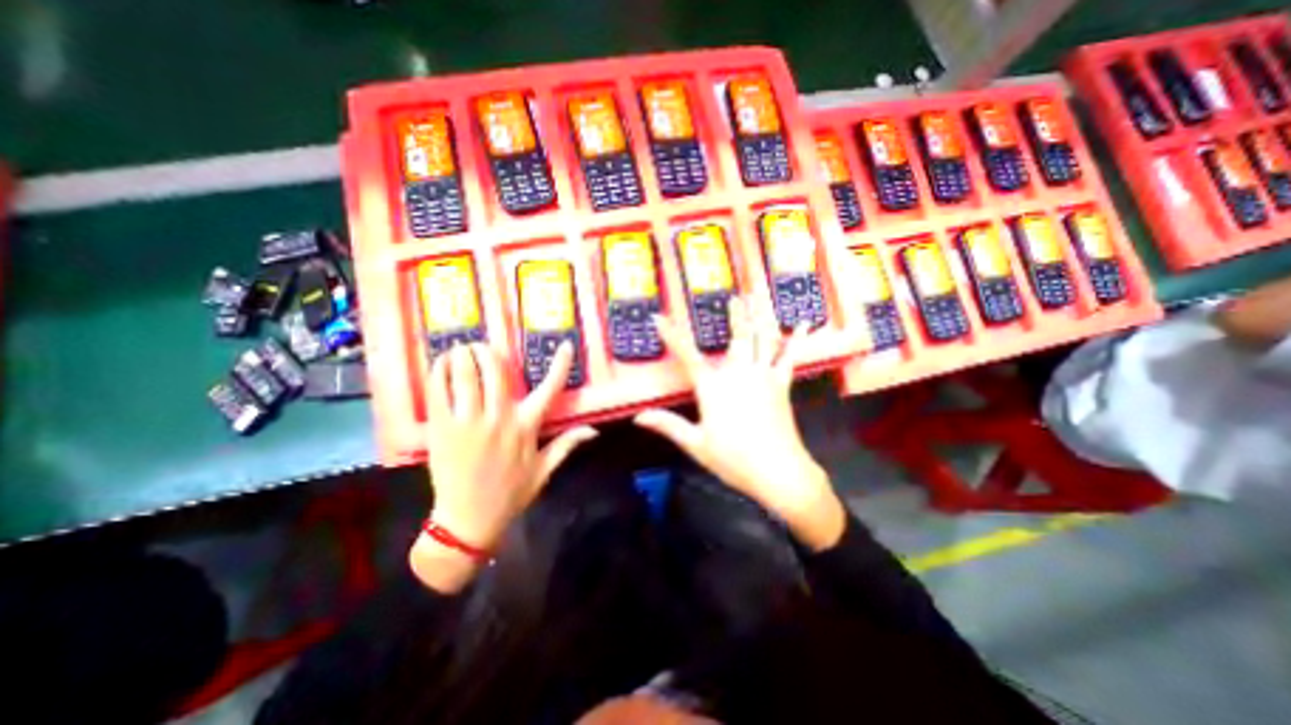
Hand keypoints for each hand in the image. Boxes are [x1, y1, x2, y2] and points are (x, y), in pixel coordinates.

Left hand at [411, 343, 595, 592]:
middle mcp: (499, 419)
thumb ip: (567, 445)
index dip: (560, 366)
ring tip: (460, 347)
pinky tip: (440, 365)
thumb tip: (593, 430)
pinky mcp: (442, 429)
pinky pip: (439, 393)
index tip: (566, 346)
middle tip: (482, 345)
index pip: (549, 390)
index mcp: (526, 428)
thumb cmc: (511, 494)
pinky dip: (439, 374)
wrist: (469, 521)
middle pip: (496, 372)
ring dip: (463, 355)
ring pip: (466, 376)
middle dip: (489, 352)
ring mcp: (468, 423)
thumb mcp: (544, 470)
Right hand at [633, 296, 848, 550]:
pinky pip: (789, 356)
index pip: (686, 355)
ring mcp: (763, 376)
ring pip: (761, 338)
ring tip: (757, 297)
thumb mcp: (695, 444)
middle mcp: (737, 373)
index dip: (671, 335)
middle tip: (735, 296)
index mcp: (712, 387)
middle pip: (736, 337)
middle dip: (735, 315)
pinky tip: (803, 323)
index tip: (659, 318)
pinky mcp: (781, 384)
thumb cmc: (733, 459)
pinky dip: (796, 339)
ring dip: (759, 316)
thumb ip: (668, 425)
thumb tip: (638, 417)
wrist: (777, 472)